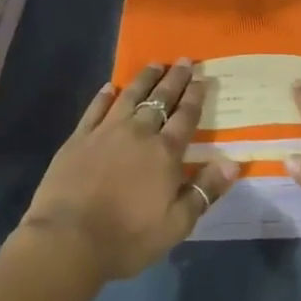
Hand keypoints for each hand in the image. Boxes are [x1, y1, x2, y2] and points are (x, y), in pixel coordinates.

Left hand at [19, 60, 239, 281]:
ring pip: (130, 97)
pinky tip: (110, 87)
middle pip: (160, 99)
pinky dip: (105, 96)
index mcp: (165, 153)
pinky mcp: (78, 138)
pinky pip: (95, 109)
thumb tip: (233, 163)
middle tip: (184, 60)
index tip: (202, 77)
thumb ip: (204, 191)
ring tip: (154, 64)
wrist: (68, 240)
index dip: (195, 95)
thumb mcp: (176, 225)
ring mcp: (106, 132)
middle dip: (175, 79)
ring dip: (144, 79)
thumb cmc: (127, 238)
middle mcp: (138, 133)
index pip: (185, 116)